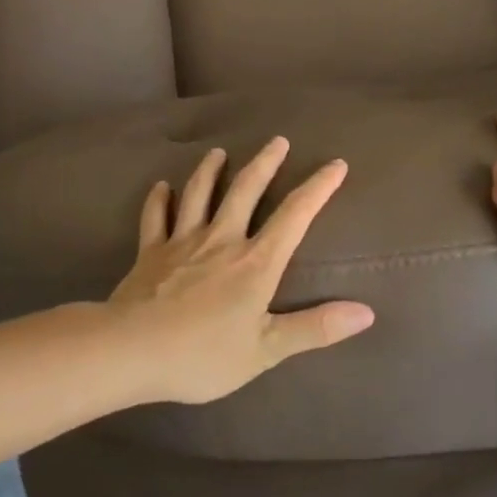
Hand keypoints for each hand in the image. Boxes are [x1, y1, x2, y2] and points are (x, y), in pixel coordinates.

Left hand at [110, 138, 375, 403]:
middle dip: (265, 163)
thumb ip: (315, 328)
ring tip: (219, 152)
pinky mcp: (150, 251)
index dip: (318, 188)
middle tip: (278, 140)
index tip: (336, 164)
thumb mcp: (266, 350)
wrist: (130, 351)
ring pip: (199, 194)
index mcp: (255, 263)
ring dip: (210, 170)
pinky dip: (159, 199)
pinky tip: (161, 186)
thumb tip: (366, 313)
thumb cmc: (203, 355)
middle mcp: (221, 240)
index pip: (294, 215)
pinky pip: (155, 217)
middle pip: (246, 190)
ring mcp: (182, 241)